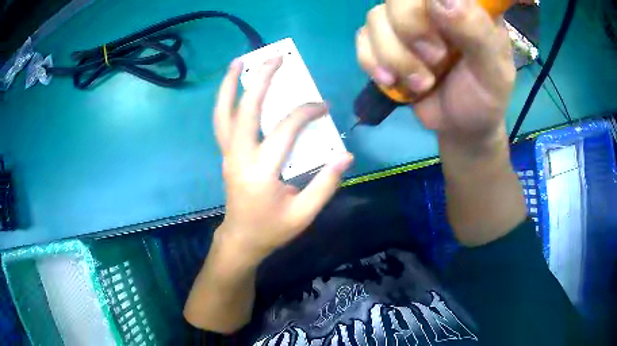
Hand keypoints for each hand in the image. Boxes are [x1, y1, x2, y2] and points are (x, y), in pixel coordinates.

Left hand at [213, 56, 353, 264]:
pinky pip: (222, 122)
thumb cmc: (273, 229)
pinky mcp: (226, 155)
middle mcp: (240, 157)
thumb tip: (345, 155)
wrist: (241, 239)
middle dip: (260, 80)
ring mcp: (228, 154)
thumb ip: (326, 184)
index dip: (306, 112)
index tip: (323, 106)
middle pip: (246, 110)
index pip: (286, 130)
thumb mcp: (304, 213)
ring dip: (229, 85)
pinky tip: (234, 87)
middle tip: (274, 58)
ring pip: (223, 114)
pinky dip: (226, 100)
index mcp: (262, 172)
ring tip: (238, 61)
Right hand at [357, 0, 515, 143]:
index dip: (425, 7)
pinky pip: (362, 39)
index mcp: (462, 5)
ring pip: (376, 17)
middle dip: (410, 32)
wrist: (460, 124)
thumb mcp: (493, 70)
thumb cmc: (483, 97)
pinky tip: (393, 81)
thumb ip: (477, 32)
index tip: (442, 36)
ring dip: (395, 57)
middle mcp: (430, 5)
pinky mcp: (384, 40)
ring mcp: (404, 21)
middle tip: (435, 61)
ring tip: (422, 84)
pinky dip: (373, 63)